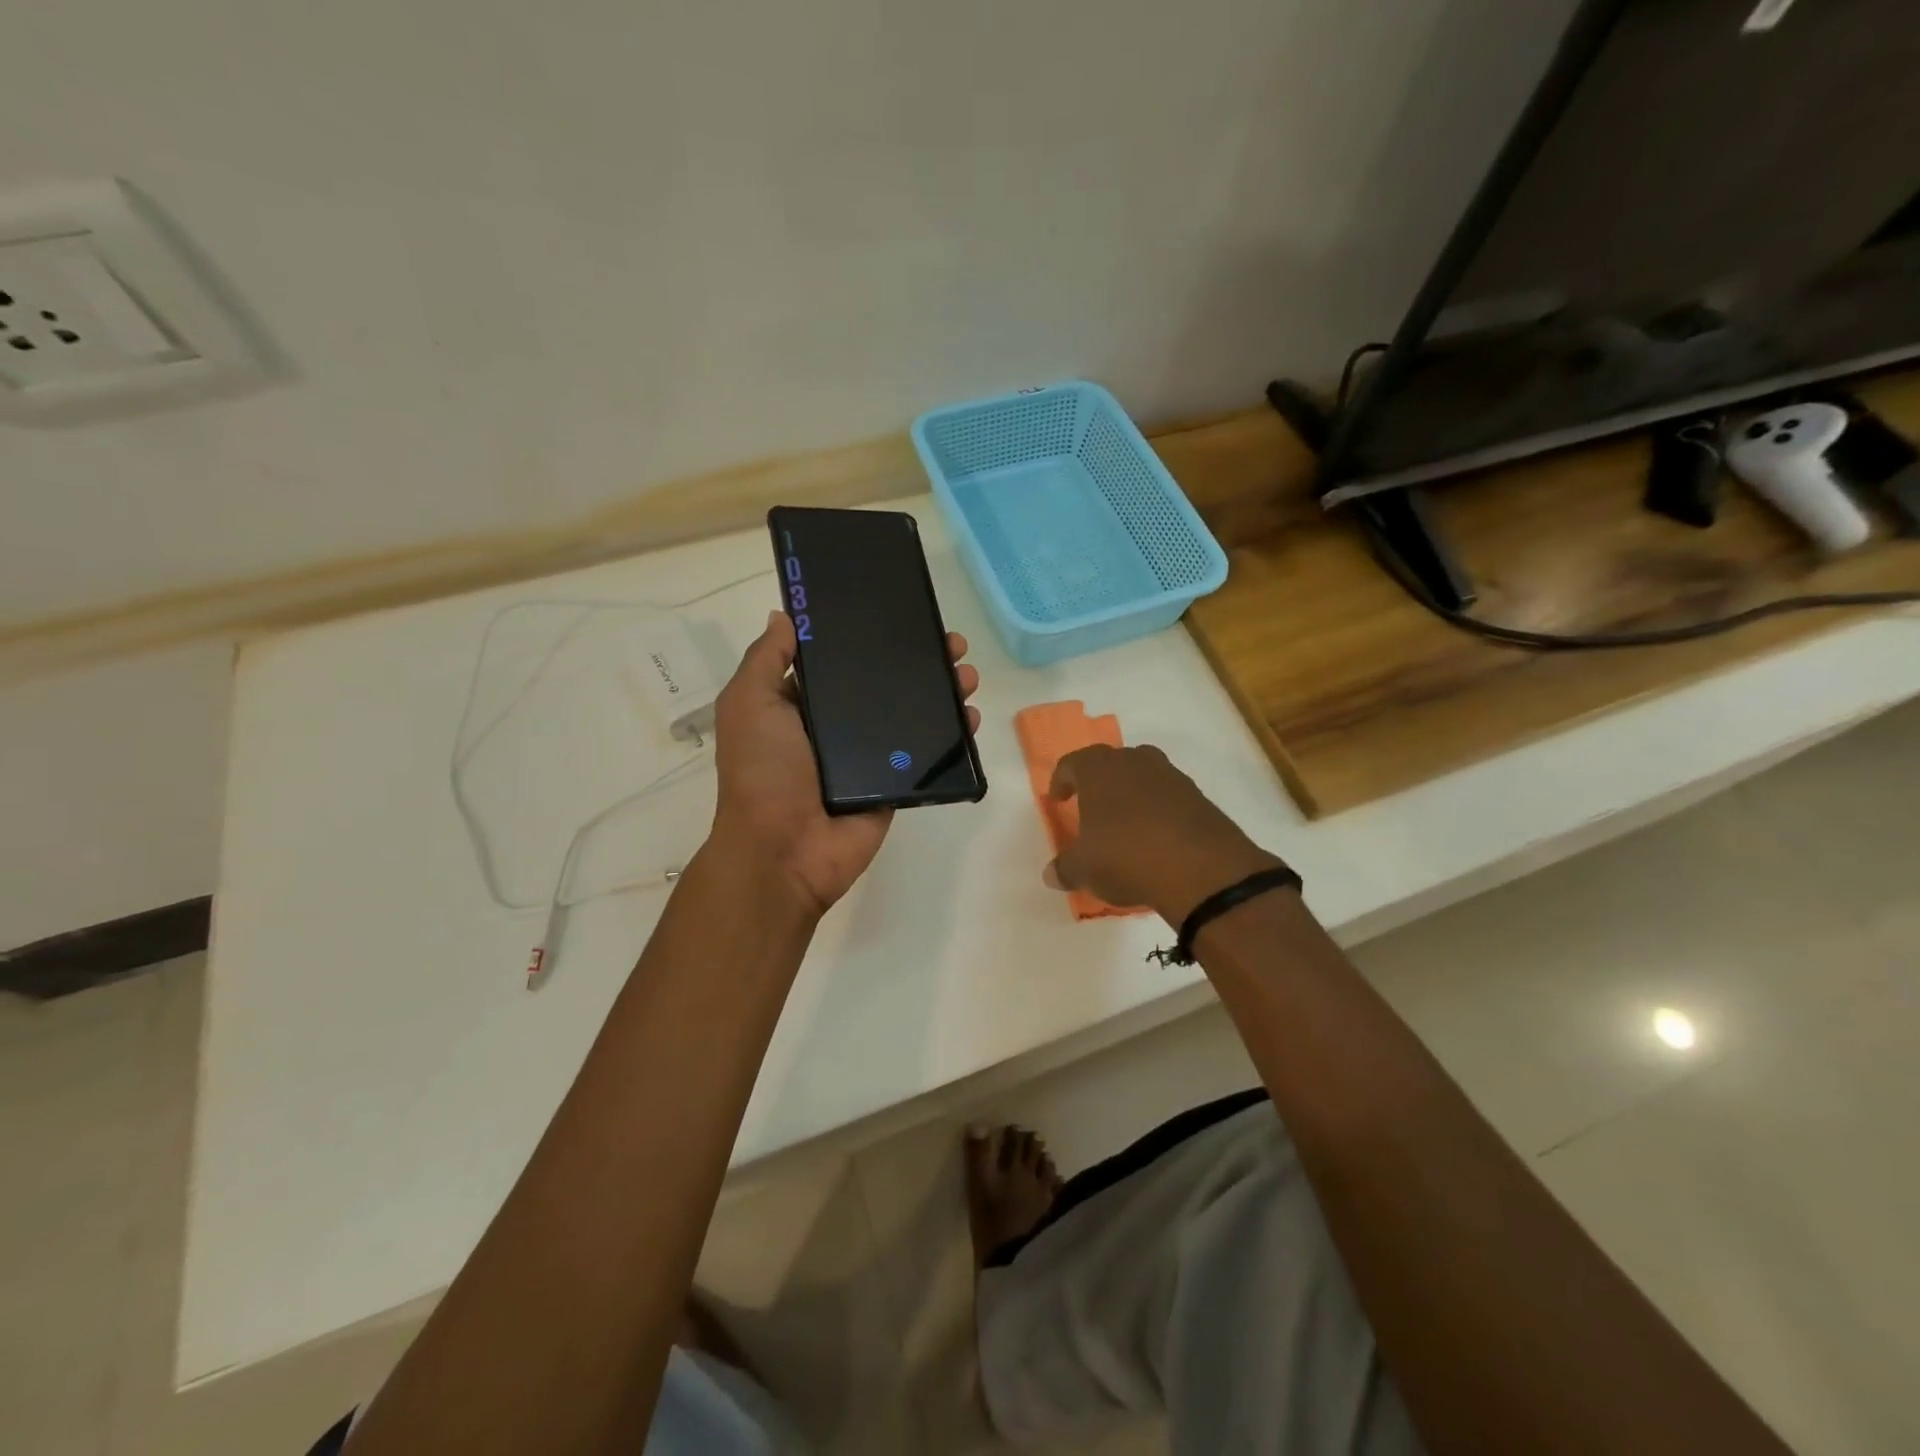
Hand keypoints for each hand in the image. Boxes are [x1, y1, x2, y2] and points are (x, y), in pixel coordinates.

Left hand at [710, 611, 981, 918]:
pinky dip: (953, 735)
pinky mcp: (894, 783)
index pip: (843, 660)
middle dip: (918, 659)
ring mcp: (869, 756)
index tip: (900, 612)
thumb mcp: (749, 704)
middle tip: (950, 643)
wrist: (784, 851)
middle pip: (885, 683)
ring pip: (913, 714)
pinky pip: (927, 754)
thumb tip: (785, 616)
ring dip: (943, 691)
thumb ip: (766, 659)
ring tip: (967, 674)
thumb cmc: (763, 772)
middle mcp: (838, 726)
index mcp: (803, 704)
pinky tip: (971, 715)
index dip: (870, 635)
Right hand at [1046, 744, 1285, 925]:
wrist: (1201, 869)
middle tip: (1091, 807)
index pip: (1071, 763)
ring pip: (1143, 775)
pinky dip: (1158, 809)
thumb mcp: (1084, 870)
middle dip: (1099, 782)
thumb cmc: (1126, 857)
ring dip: (1131, 793)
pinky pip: (1168, 796)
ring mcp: (1171, 776)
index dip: (1061, 781)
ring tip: (1125, 823)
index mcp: (1098, 769)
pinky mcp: (1198, 796)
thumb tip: (1052, 874)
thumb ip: (1065, 868)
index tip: (1058, 800)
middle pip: (1110, 762)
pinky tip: (1156, 837)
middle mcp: (1134, 762)